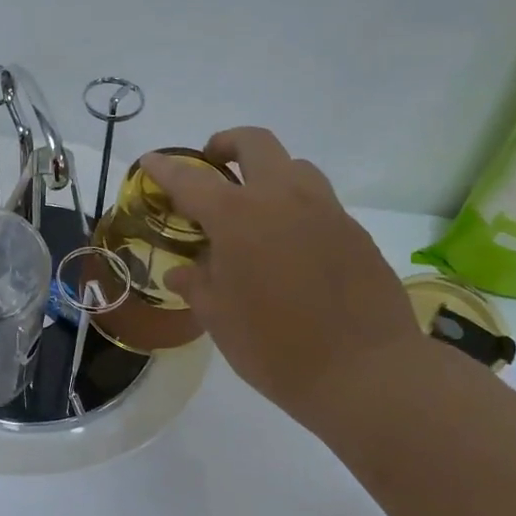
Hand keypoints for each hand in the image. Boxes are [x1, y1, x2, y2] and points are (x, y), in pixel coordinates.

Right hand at [140, 129, 423, 423]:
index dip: (165, 168)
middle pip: (254, 143)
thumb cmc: (275, 347)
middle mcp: (283, 198)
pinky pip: (320, 202)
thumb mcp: (219, 319)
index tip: (150, 161)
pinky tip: (291, 247)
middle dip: (227, 144)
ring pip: (295, 166)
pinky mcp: (355, 232)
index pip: (191, 179)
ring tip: (255, 208)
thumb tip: (183, 273)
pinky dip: (296, 208)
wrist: (364, 372)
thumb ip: (197, 285)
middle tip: (212, 164)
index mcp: (238, 216)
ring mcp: (326, 211)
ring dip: (268, 173)